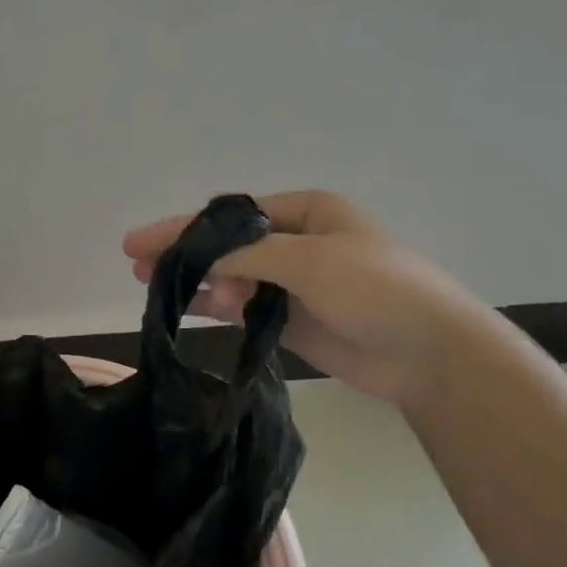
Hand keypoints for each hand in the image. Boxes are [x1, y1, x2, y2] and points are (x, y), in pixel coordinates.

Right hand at [122, 190, 477, 407]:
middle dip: (184, 254)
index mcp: (306, 211)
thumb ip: (246, 256)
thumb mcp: (309, 260)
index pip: (230, 218)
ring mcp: (293, 281)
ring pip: (232, 276)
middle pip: (226, 245)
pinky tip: (189, 308)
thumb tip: (196, 262)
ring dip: (198, 281)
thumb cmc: (376, 289)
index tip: (138, 243)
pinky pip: (244, 306)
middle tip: (137, 267)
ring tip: (154, 289)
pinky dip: (217, 306)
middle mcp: (296, 241)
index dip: (182, 229)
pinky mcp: (291, 318)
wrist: (429, 354)